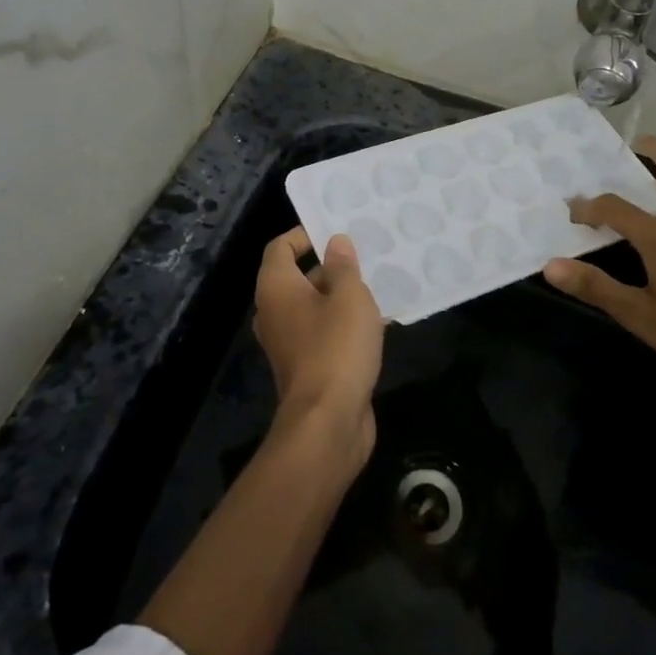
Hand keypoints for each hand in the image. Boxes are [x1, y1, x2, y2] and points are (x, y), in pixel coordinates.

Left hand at [253, 228, 387, 468]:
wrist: (327, 423)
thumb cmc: (336, 348)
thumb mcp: (350, 297)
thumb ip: (343, 266)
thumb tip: (335, 243)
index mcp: (276, 288)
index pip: (280, 247)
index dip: (304, 234)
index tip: (336, 231)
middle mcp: (275, 312)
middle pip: (298, 276)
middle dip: (331, 265)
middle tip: (366, 256)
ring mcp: (289, 343)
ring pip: (315, 307)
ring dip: (342, 297)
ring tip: (378, 286)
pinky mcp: (307, 367)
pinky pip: (324, 333)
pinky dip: (345, 324)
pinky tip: (379, 324)